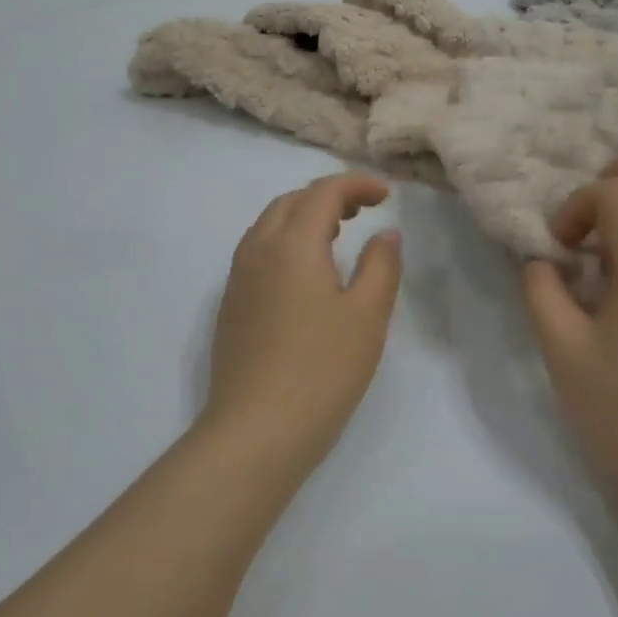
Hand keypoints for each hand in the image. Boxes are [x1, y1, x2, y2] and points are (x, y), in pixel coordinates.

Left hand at [200, 172, 402, 470]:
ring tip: (338, 234)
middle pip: (291, 202)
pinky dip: (285, 241)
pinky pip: (257, 252)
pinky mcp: (230, 306)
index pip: (322, 192)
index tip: (386, 194)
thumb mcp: (367, 316)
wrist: (255, 432)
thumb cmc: (321, 370)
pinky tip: (306, 273)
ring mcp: (237, 279)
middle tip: (364, 210)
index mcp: (291, 245)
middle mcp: (257, 251)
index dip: (356, 184)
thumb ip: (381, 266)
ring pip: (269, 225)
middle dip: (328, 196)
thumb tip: (385, 235)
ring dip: (304, 216)